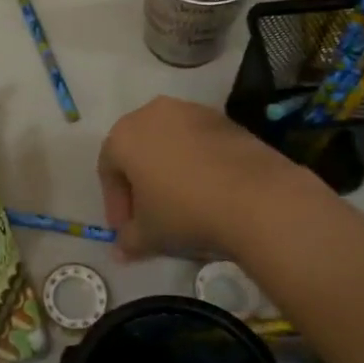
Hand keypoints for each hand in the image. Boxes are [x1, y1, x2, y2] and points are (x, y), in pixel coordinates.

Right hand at [98, 97, 297, 259]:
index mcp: (124, 136)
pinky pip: (198, 142)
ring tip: (181, 202)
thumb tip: (120, 251)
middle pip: (137, 150)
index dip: (115, 203)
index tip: (127, 230)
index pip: (108, 170)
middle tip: (150, 215)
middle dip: (140, 183)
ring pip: (169, 143)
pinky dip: (196, 163)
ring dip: (169, 170)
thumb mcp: (149, 234)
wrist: (255, 196)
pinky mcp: (224, 119)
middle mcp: (152, 113)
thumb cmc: (184, 211)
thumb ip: (128, 240)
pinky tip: (208, 190)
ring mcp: (191, 111)